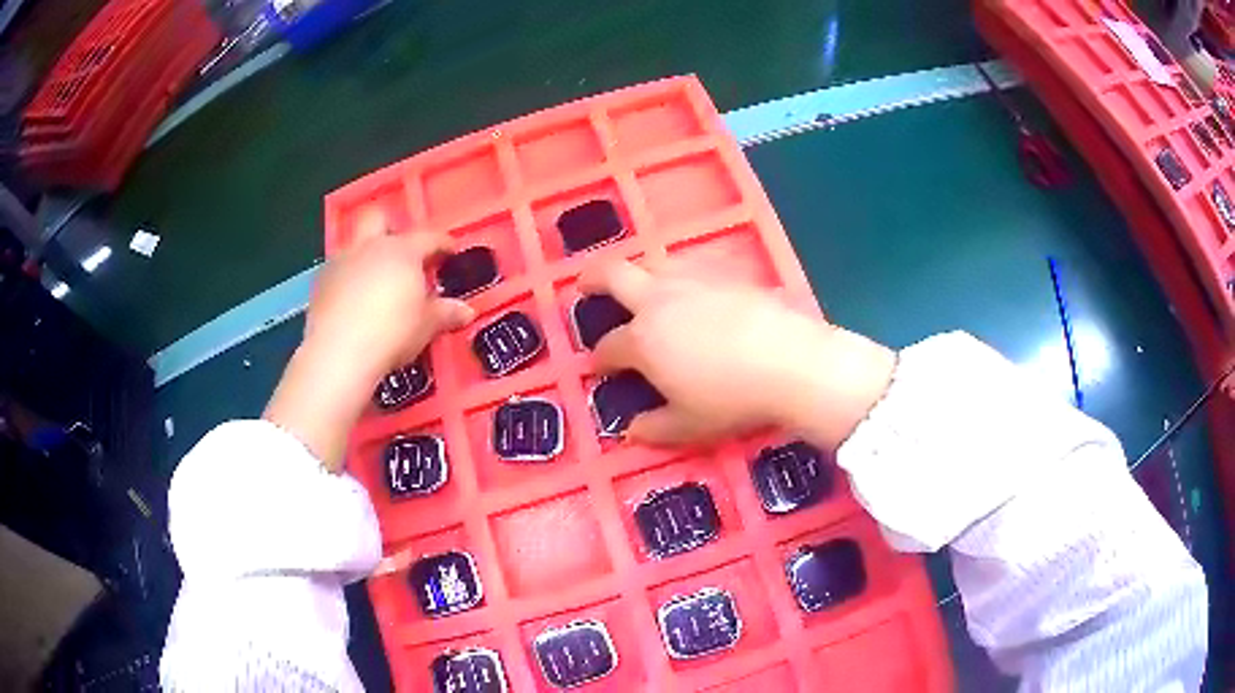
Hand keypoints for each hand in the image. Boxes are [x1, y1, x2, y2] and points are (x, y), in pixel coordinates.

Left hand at [265, 209, 474, 469]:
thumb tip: (467, 311)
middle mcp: (369, 247)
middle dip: (389, 228)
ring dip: (364, 256)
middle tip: (400, 254)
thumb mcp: (427, 325)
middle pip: (377, 218)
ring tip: (373, 283)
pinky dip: (346, 280)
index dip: (442, 243)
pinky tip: (351, 302)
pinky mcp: (319, 284)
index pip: (428, 237)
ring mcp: (340, 262)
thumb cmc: (392, 332)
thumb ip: (446, 313)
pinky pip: (336, 271)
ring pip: (353, 244)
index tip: (450, 252)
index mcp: (401, 251)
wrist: (339, 353)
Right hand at [580, 260, 895, 449]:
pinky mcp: (726, 274)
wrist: (790, 362)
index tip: (598, 366)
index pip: (609, 346)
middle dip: (592, 279)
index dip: (599, 357)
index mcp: (643, 340)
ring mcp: (693, 282)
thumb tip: (630, 432)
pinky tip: (694, 293)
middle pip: (614, 275)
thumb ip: (654, 428)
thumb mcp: (689, 426)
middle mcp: (660, 301)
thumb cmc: (732, 399)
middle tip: (584, 286)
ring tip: (642, 289)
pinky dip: (679, 278)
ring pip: (654, 265)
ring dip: (639, 274)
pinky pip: (691, 268)